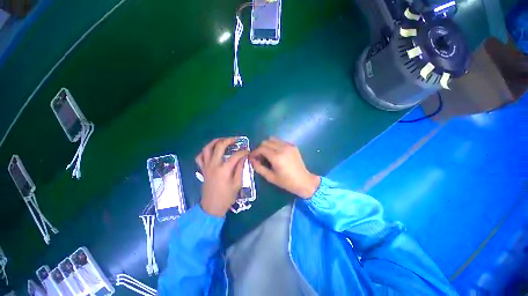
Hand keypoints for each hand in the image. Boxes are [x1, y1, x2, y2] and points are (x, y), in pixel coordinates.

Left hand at [196, 138, 248, 216]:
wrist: (212, 207)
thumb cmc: (227, 197)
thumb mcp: (237, 184)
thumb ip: (240, 168)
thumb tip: (244, 158)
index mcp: (224, 169)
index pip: (236, 155)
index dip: (243, 151)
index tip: (248, 151)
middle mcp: (214, 165)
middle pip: (220, 146)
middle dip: (229, 140)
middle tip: (237, 139)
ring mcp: (206, 166)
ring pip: (207, 148)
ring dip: (215, 141)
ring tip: (223, 140)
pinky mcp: (202, 169)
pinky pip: (200, 157)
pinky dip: (205, 151)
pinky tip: (211, 151)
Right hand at [250, 137, 319, 198]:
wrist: (304, 181)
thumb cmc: (287, 182)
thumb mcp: (270, 177)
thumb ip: (259, 168)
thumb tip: (252, 160)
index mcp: (276, 157)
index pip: (261, 148)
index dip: (254, 152)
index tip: (252, 157)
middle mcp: (282, 148)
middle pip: (266, 142)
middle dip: (260, 148)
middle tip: (260, 157)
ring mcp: (289, 146)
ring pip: (273, 139)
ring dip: (267, 145)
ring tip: (267, 154)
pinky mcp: (293, 146)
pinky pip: (280, 141)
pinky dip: (275, 144)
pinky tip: (276, 153)